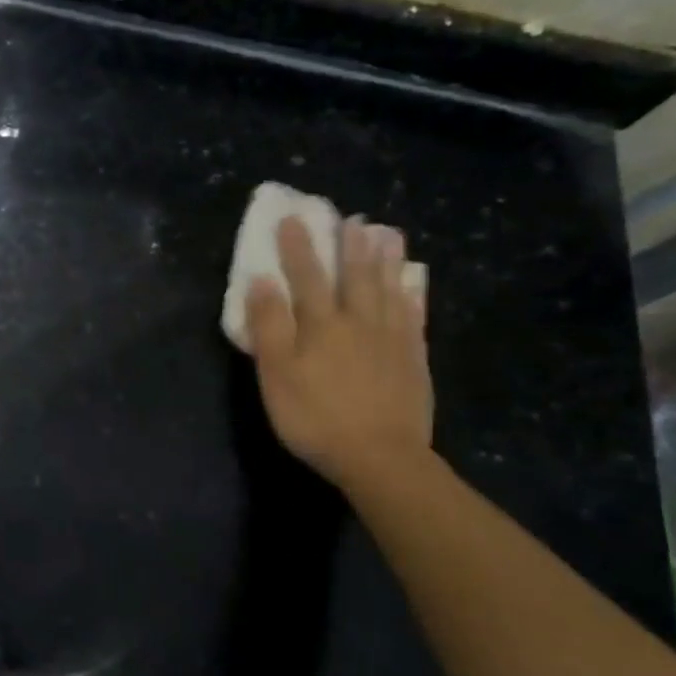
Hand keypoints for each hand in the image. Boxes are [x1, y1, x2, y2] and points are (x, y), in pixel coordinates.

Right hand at [247, 215, 433, 490]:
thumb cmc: (315, 417)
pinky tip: (413, 281)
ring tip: (386, 234)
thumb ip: (269, 326)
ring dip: (384, 259)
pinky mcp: (413, 358)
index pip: (306, 277)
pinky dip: (412, 293)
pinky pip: (414, 315)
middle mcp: (358, 321)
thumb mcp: (277, 375)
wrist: (380, 457)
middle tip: (351, 218)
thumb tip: (261, 280)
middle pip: (354, 275)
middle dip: (348, 245)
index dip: (297, 247)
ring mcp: (391, 338)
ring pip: (388, 288)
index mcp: (320, 325)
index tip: (292, 218)